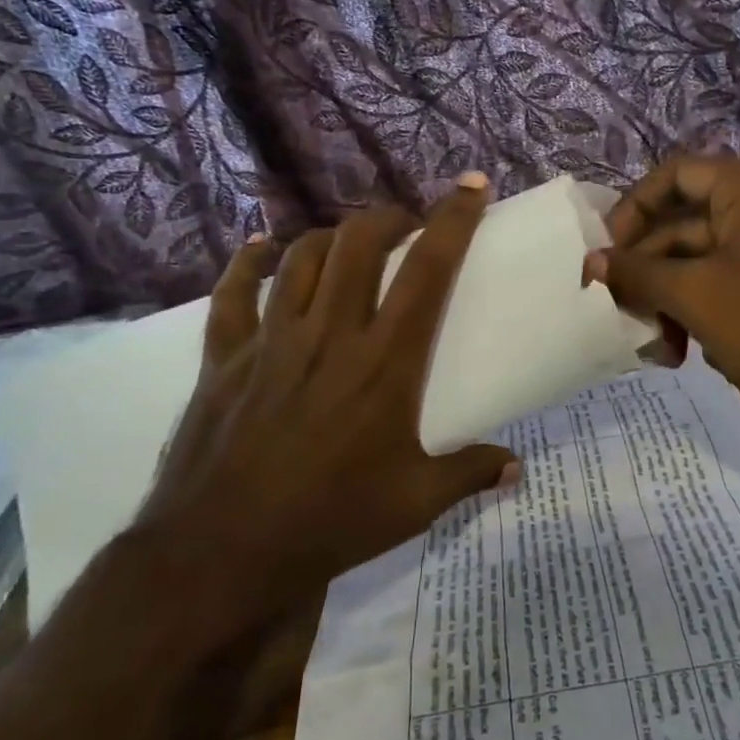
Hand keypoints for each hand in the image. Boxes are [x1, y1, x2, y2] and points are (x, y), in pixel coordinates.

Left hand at [137, 175, 517, 618]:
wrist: (223, 552)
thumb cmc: (330, 522)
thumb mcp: (415, 503)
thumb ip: (470, 474)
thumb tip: (516, 468)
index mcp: (385, 361)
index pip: (428, 270)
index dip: (453, 220)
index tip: (472, 187)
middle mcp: (331, 333)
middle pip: (360, 243)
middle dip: (388, 217)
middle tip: (405, 225)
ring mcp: (272, 340)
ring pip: (302, 257)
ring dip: (331, 236)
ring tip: (349, 243)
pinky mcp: (226, 357)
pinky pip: (233, 293)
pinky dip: (247, 264)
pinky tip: (259, 249)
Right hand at [586, 155, 739, 418]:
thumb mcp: (694, 294)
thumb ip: (636, 272)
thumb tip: (589, 262)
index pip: (674, 175)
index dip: (632, 209)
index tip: (603, 252)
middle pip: (682, 224)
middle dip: (646, 271)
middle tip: (616, 309)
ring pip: (698, 263)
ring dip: (667, 301)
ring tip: (654, 346)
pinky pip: (722, 287)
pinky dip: (696, 314)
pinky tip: (684, 354)